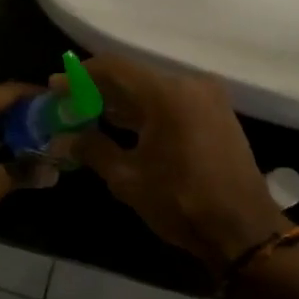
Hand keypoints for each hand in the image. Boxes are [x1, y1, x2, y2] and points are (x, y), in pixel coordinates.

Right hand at [72, 55, 290, 280]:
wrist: (243, 229)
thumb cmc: (182, 203)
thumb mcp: (128, 179)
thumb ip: (93, 150)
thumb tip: (64, 138)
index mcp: (167, 94)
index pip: (113, 68)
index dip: (80, 76)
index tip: (55, 86)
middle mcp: (190, 84)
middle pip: (134, 76)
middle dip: (99, 89)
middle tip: (69, 103)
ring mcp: (208, 97)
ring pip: (154, 88)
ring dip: (123, 100)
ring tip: (89, 115)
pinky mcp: (217, 113)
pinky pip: (173, 100)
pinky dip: (147, 109)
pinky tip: (124, 125)